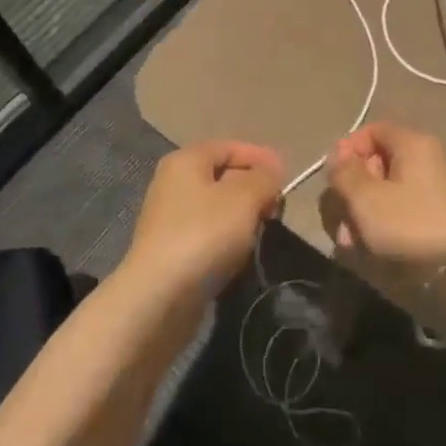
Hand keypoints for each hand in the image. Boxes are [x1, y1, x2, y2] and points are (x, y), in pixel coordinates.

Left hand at [120, 139, 283, 300]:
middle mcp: (173, 184)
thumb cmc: (204, 234)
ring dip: (242, 218)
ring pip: (217, 208)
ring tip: (262, 232)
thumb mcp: (245, 197)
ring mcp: (170, 219)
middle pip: (223, 176)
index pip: (229, 147)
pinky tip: (240, 255)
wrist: (158, 297)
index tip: (286, 177)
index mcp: (186, 161)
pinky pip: (208, 235)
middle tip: (277, 207)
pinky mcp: (171, 251)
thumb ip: (264, 178)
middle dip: (253, 189)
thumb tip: (272, 170)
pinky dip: (227, 240)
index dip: (260, 157)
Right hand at [326, 122, 445, 261]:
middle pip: (378, 161)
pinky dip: (382, 222)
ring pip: (386, 189)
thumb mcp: (366, 198)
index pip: (373, 130)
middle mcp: (427, 158)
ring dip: (363, 211)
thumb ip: (345, 172)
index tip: (333, 176)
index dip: (348, 149)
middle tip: (340, 216)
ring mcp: (434, 187)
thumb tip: (338, 156)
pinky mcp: (437, 214)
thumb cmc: (408, 225)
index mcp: (413, 144)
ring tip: (350, 241)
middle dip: (353, 189)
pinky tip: (369, 246)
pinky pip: (401, 208)